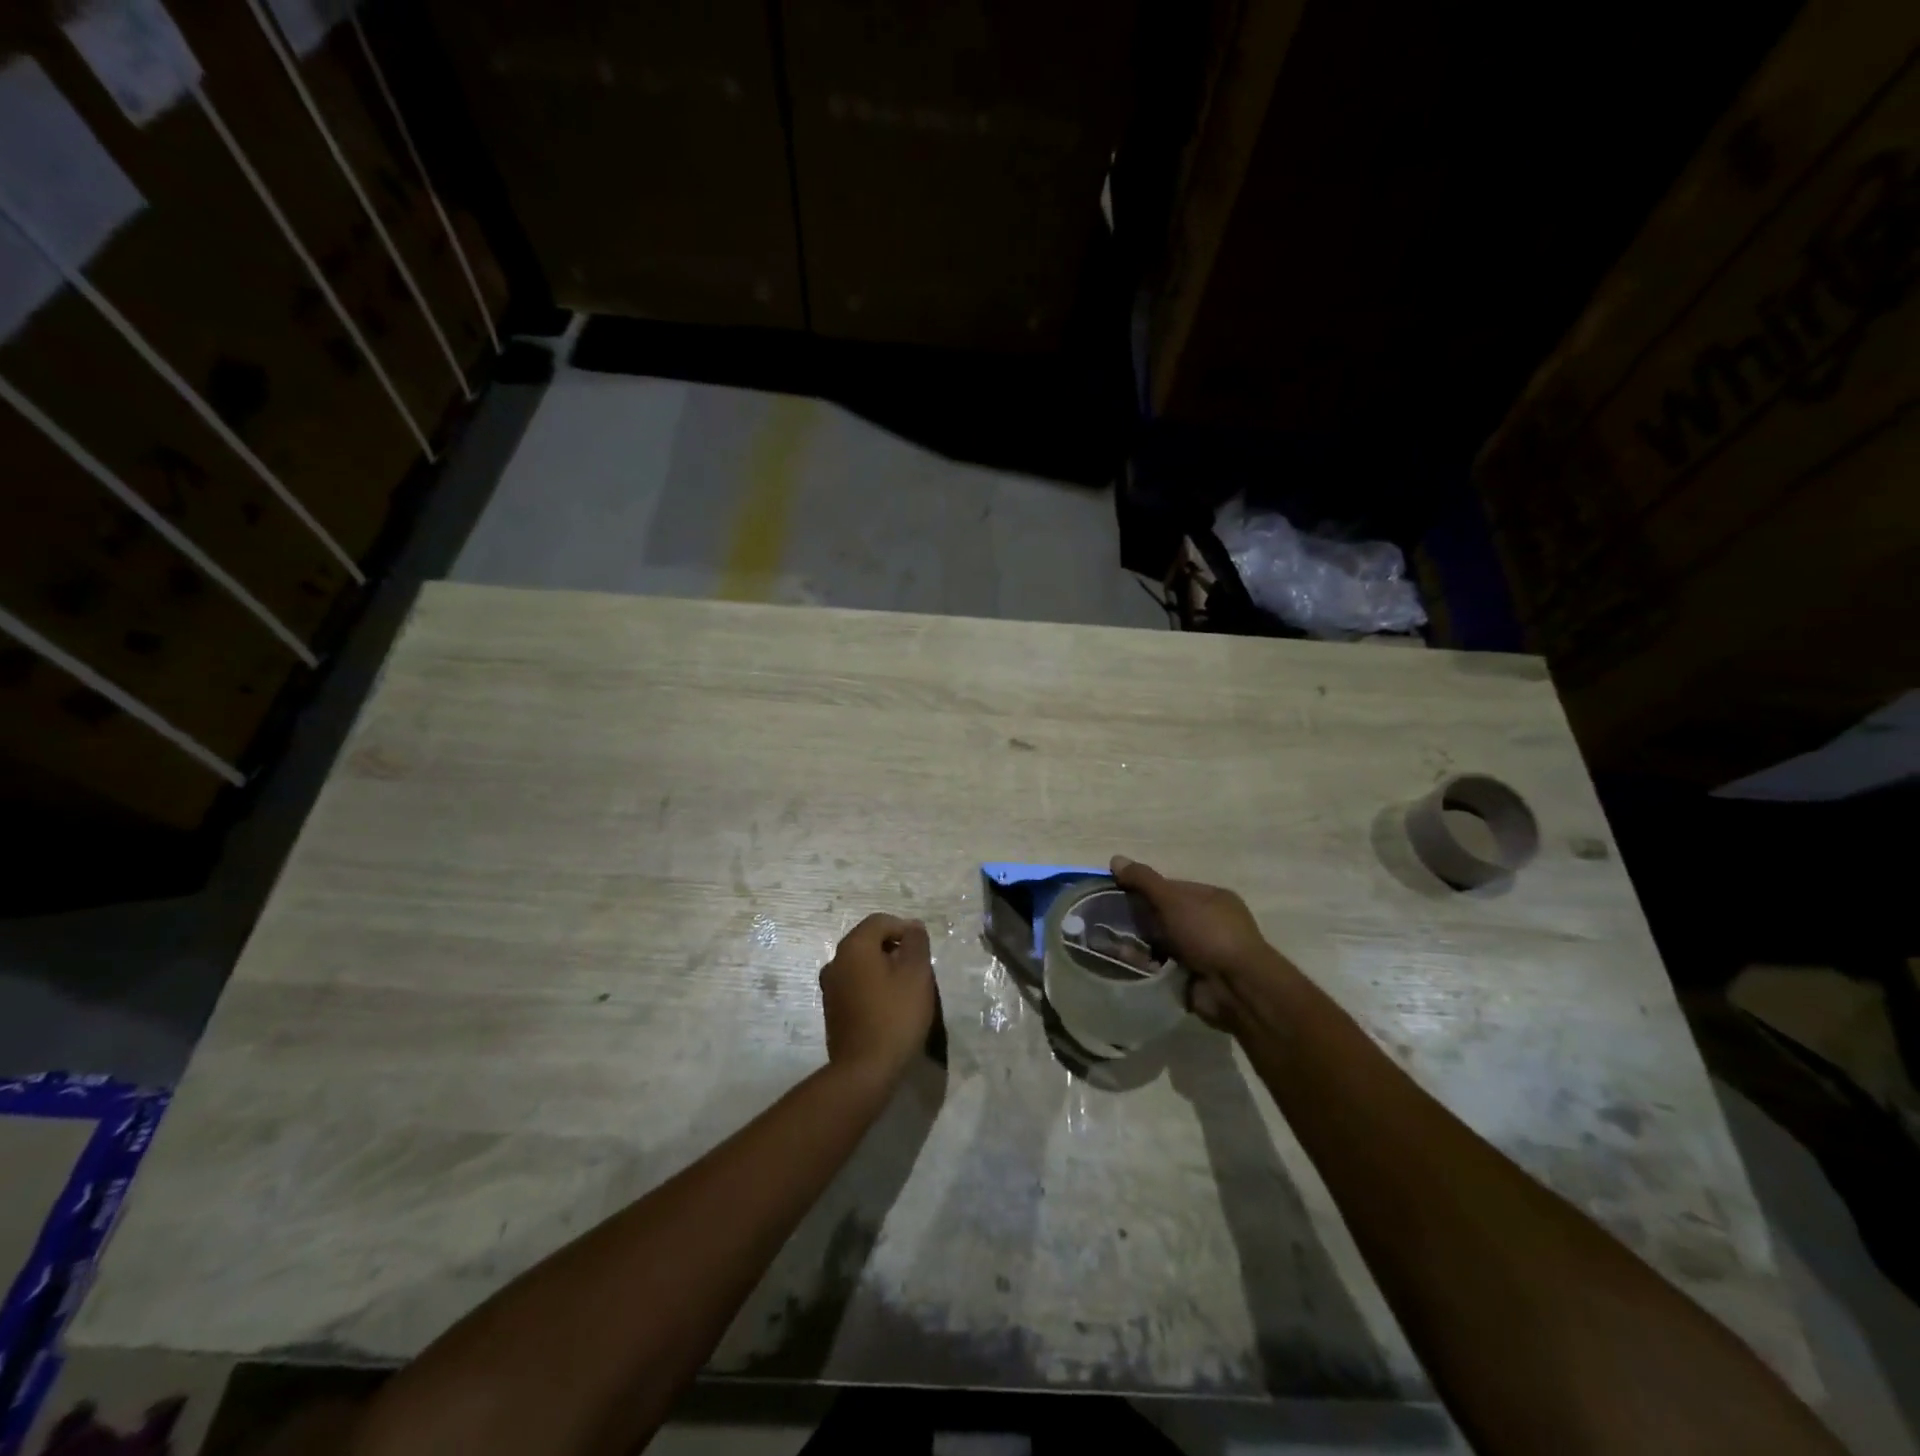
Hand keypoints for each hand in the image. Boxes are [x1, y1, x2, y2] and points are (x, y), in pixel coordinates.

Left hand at [820, 914, 937, 1085]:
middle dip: (895, 949)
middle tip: (918, 971)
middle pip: (869, 941)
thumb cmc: (895, 1015)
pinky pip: (855, 985)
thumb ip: (916, 943)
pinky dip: (873, 987)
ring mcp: (830, 987)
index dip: (905, 929)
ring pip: (862, 965)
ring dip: (884, 969)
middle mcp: (836, 961)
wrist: (865, 1070)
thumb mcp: (916, 973)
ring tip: (906, 990)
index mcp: (854, 946)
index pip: (880, 921)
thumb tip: (913, 927)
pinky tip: (889, 1007)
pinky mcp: (833, 1010)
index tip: (923, 951)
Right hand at [1111, 856, 1291, 1028]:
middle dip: (1140, 919)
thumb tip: (1115, 858)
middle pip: (1166, 915)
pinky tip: (1127, 962)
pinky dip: (1148, 964)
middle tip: (1111, 921)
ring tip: (1113, 943)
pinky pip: (1164, 966)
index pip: (1172, 887)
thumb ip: (1144, 880)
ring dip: (1141, 944)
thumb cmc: (1208, 934)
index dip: (1145, 888)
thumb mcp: (1173, 900)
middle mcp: (1211, 923)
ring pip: (1164, 942)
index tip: (1118, 894)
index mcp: (1212, 898)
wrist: (1236, 988)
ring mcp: (1204, 952)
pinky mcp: (1195, 977)